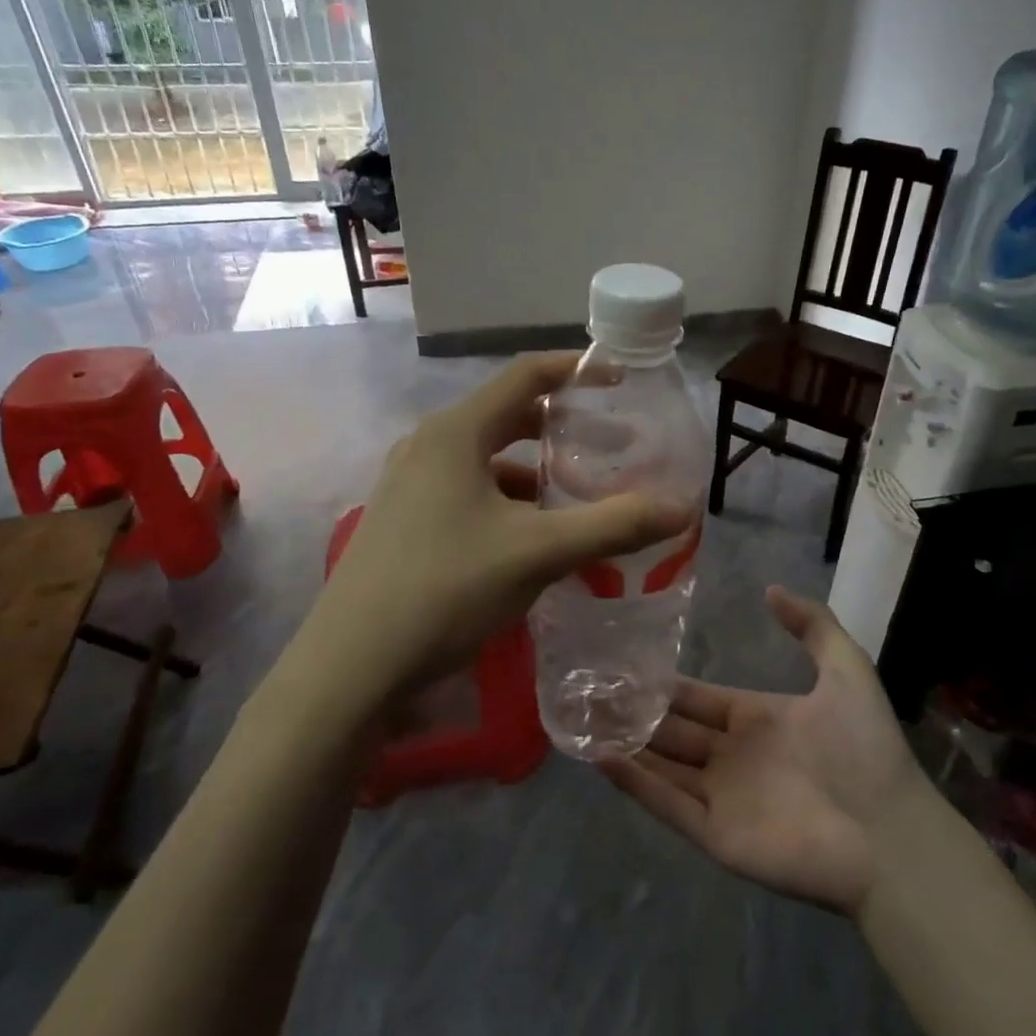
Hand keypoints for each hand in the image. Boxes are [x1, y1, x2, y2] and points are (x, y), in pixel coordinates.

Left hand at [306, 353, 692, 699]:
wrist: (353, 665)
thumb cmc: (446, 588)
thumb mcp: (539, 553)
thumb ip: (613, 525)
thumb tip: (681, 509)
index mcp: (455, 433)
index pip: (524, 376)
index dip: (575, 370)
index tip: (619, 379)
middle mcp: (428, 447)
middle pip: (507, 417)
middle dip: (562, 430)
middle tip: (611, 448)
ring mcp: (409, 485)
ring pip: (488, 462)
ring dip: (535, 474)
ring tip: (578, 503)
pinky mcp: (404, 521)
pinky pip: (468, 493)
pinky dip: (507, 503)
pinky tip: (532, 541)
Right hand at [601, 587, 932, 914]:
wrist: (891, 834)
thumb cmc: (865, 749)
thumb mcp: (846, 669)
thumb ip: (813, 625)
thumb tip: (770, 589)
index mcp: (756, 719)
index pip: (697, 698)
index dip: (663, 684)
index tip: (624, 662)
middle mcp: (732, 756)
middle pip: (671, 731)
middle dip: (633, 712)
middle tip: (587, 689)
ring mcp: (721, 797)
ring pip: (661, 765)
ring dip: (624, 743)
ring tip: (581, 718)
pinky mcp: (715, 835)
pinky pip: (667, 804)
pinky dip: (634, 783)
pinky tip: (600, 757)